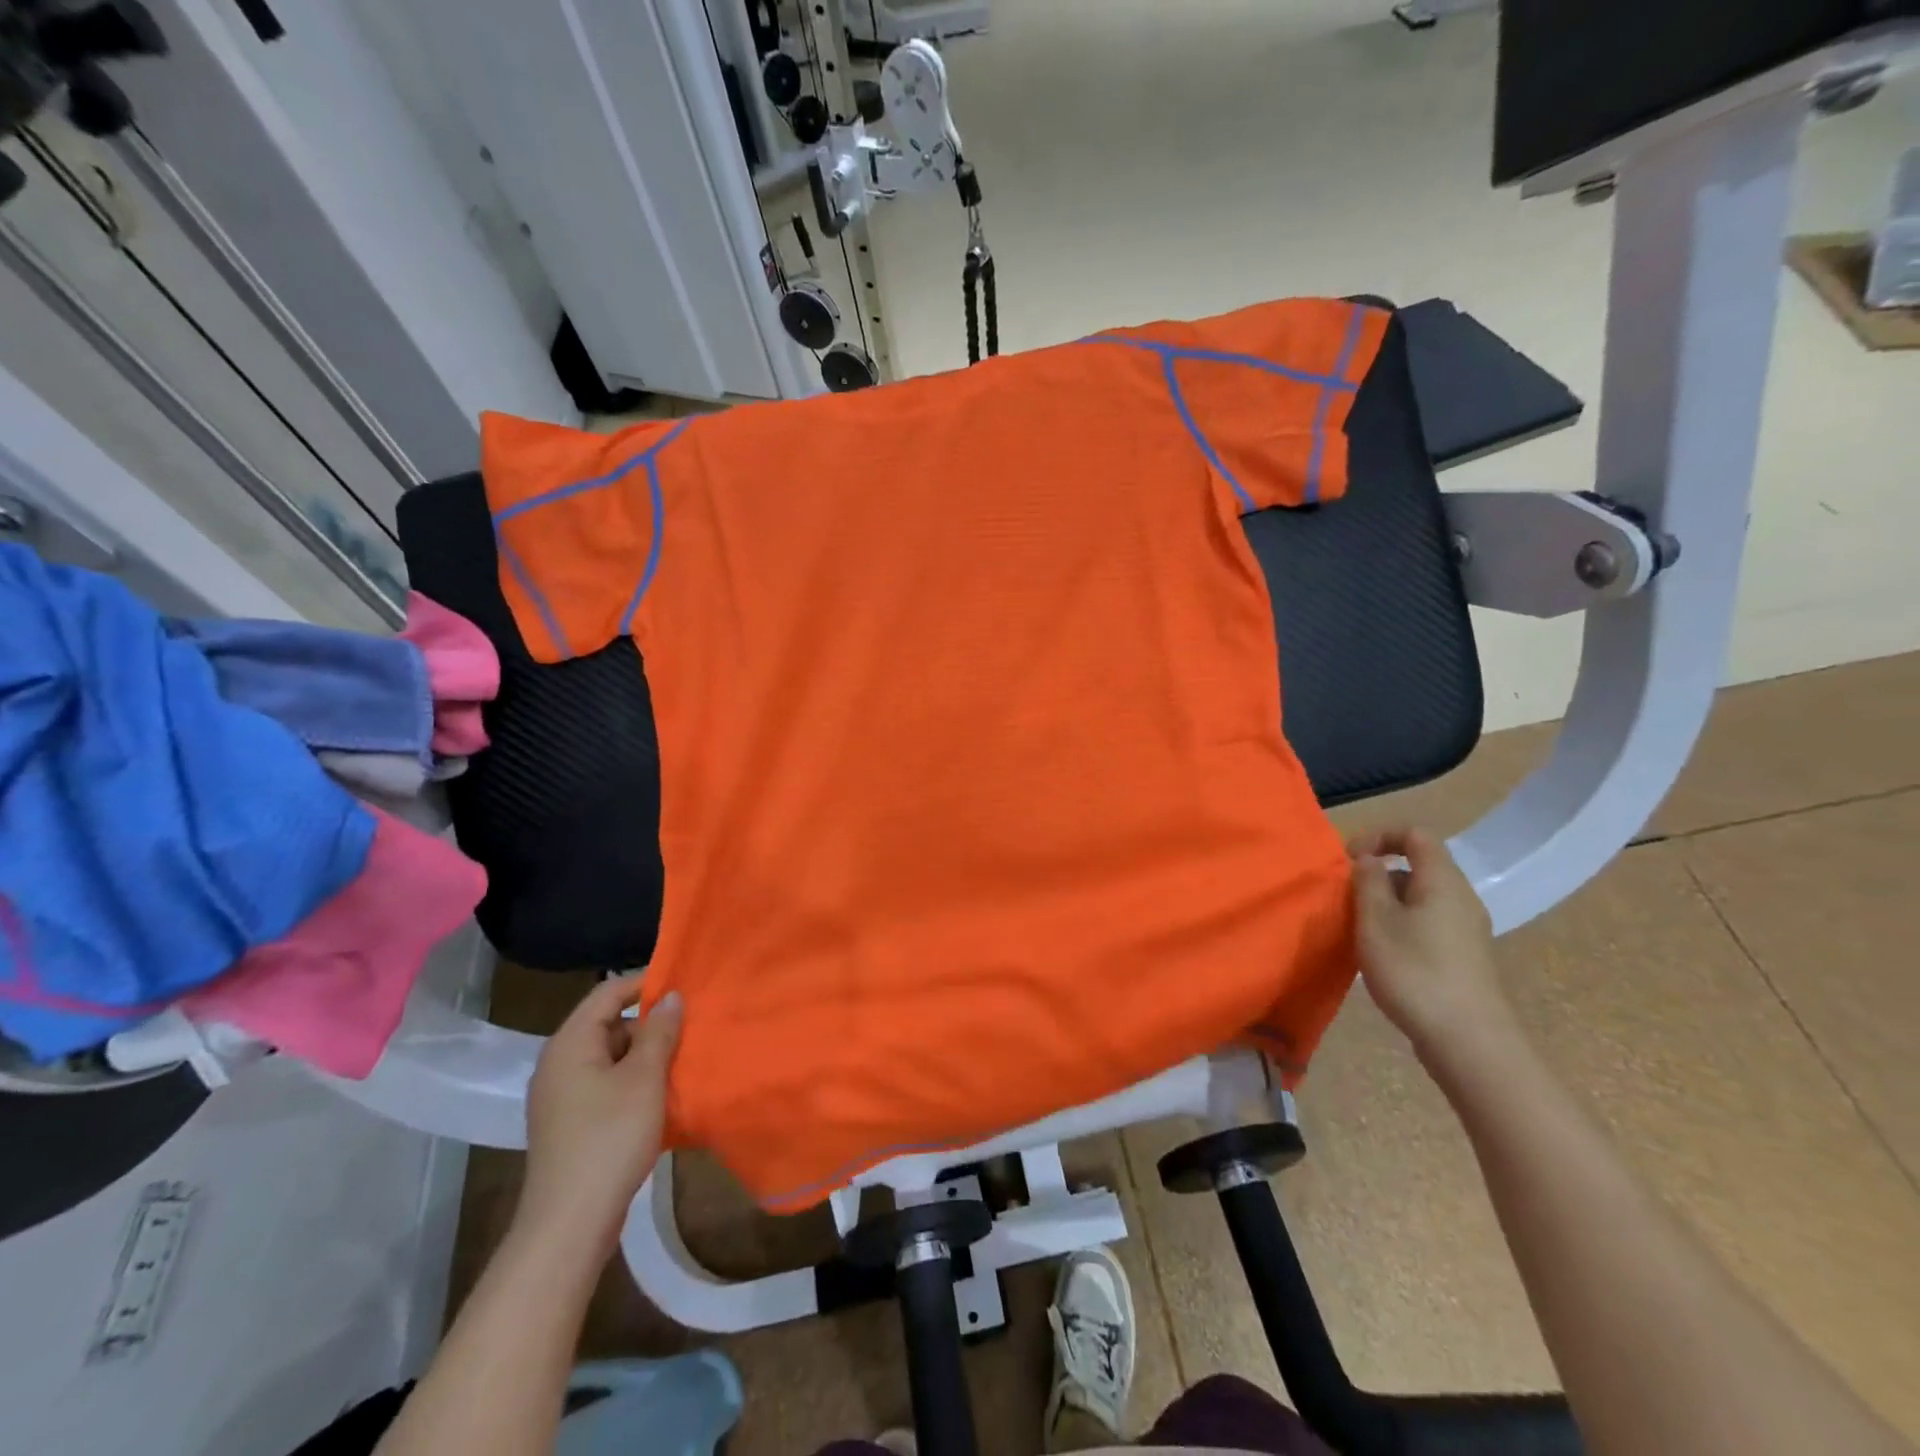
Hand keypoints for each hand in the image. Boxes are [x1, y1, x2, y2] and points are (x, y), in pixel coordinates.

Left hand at [515, 976, 682, 1260]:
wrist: (570, 1225)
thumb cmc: (609, 1138)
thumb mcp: (644, 1078)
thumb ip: (660, 1032)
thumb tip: (671, 996)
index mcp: (570, 1044)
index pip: (608, 992)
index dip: (645, 983)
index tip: (684, 985)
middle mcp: (559, 1063)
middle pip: (610, 1024)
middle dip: (651, 1024)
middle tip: (692, 1027)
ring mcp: (562, 1097)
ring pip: (611, 1058)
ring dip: (646, 1057)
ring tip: (685, 1060)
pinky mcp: (571, 1124)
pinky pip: (607, 1086)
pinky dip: (634, 1083)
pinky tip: (663, 1096)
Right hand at [1349, 827, 1508, 1060]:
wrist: (1469, 1043)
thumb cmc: (1415, 971)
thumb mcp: (1376, 921)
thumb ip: (1368, 882)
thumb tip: (1368, 860)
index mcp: (1442, 882)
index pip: (1415, 834)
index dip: (1379, 836)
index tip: (1349, 860)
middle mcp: (1461, 898)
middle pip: (1418, 866)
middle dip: (1378, 875)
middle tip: (1348, 899)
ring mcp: (1466, 930)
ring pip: (1420, 897)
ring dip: (1386, 903)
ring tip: (1360, 930)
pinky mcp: (1464, 957)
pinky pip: (1428, 923)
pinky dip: (1401, 926)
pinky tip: (1383, 956)